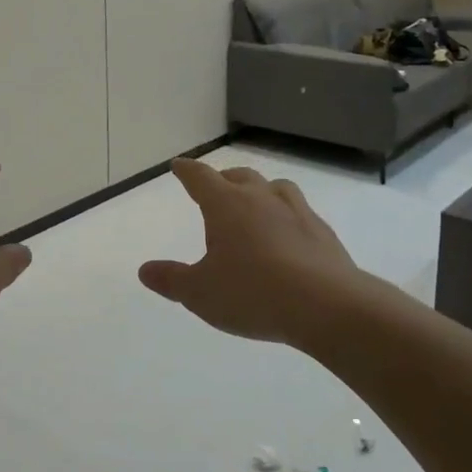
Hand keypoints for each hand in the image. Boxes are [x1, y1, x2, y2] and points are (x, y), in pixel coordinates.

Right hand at [139, 158, 365, 346]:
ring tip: (255, 203)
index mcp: (226, 204)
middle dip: (223, 179)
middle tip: (215, 187)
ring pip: (274, 187)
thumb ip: (172, 279)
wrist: (326, 305)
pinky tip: (288, 235)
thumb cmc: (252, 293)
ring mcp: (296, 211)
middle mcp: (260, 198)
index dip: (186, 171)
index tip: (179, 166)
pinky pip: (299, 212)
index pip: (200, 177)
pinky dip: (287, 215)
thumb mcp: (200, 293)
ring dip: (260, 190)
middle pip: (239, 176)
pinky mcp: (322, 231)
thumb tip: (145, 270)